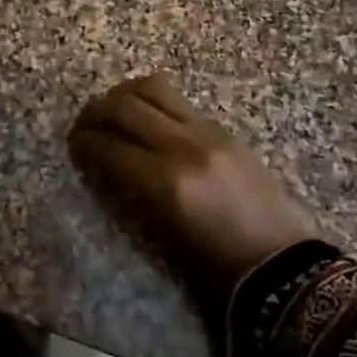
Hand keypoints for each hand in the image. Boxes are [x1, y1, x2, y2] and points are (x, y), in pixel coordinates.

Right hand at [69, 73, 320, 309]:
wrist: (283, 265)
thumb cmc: (218, 268)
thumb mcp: (163, 238)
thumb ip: (129, 193)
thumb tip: (102, 163)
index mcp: (167, 183)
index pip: (108, 147)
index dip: (83, 144)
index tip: (73, 147)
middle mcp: (183, 146)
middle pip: (124, 106)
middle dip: (94, 112)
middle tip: (84, 126)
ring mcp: (207, 132)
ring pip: (151, 88)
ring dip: (123, 95)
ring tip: (112, 112)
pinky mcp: (223, 129)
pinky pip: (177, 101)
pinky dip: (152, 103)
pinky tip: (147, 121)